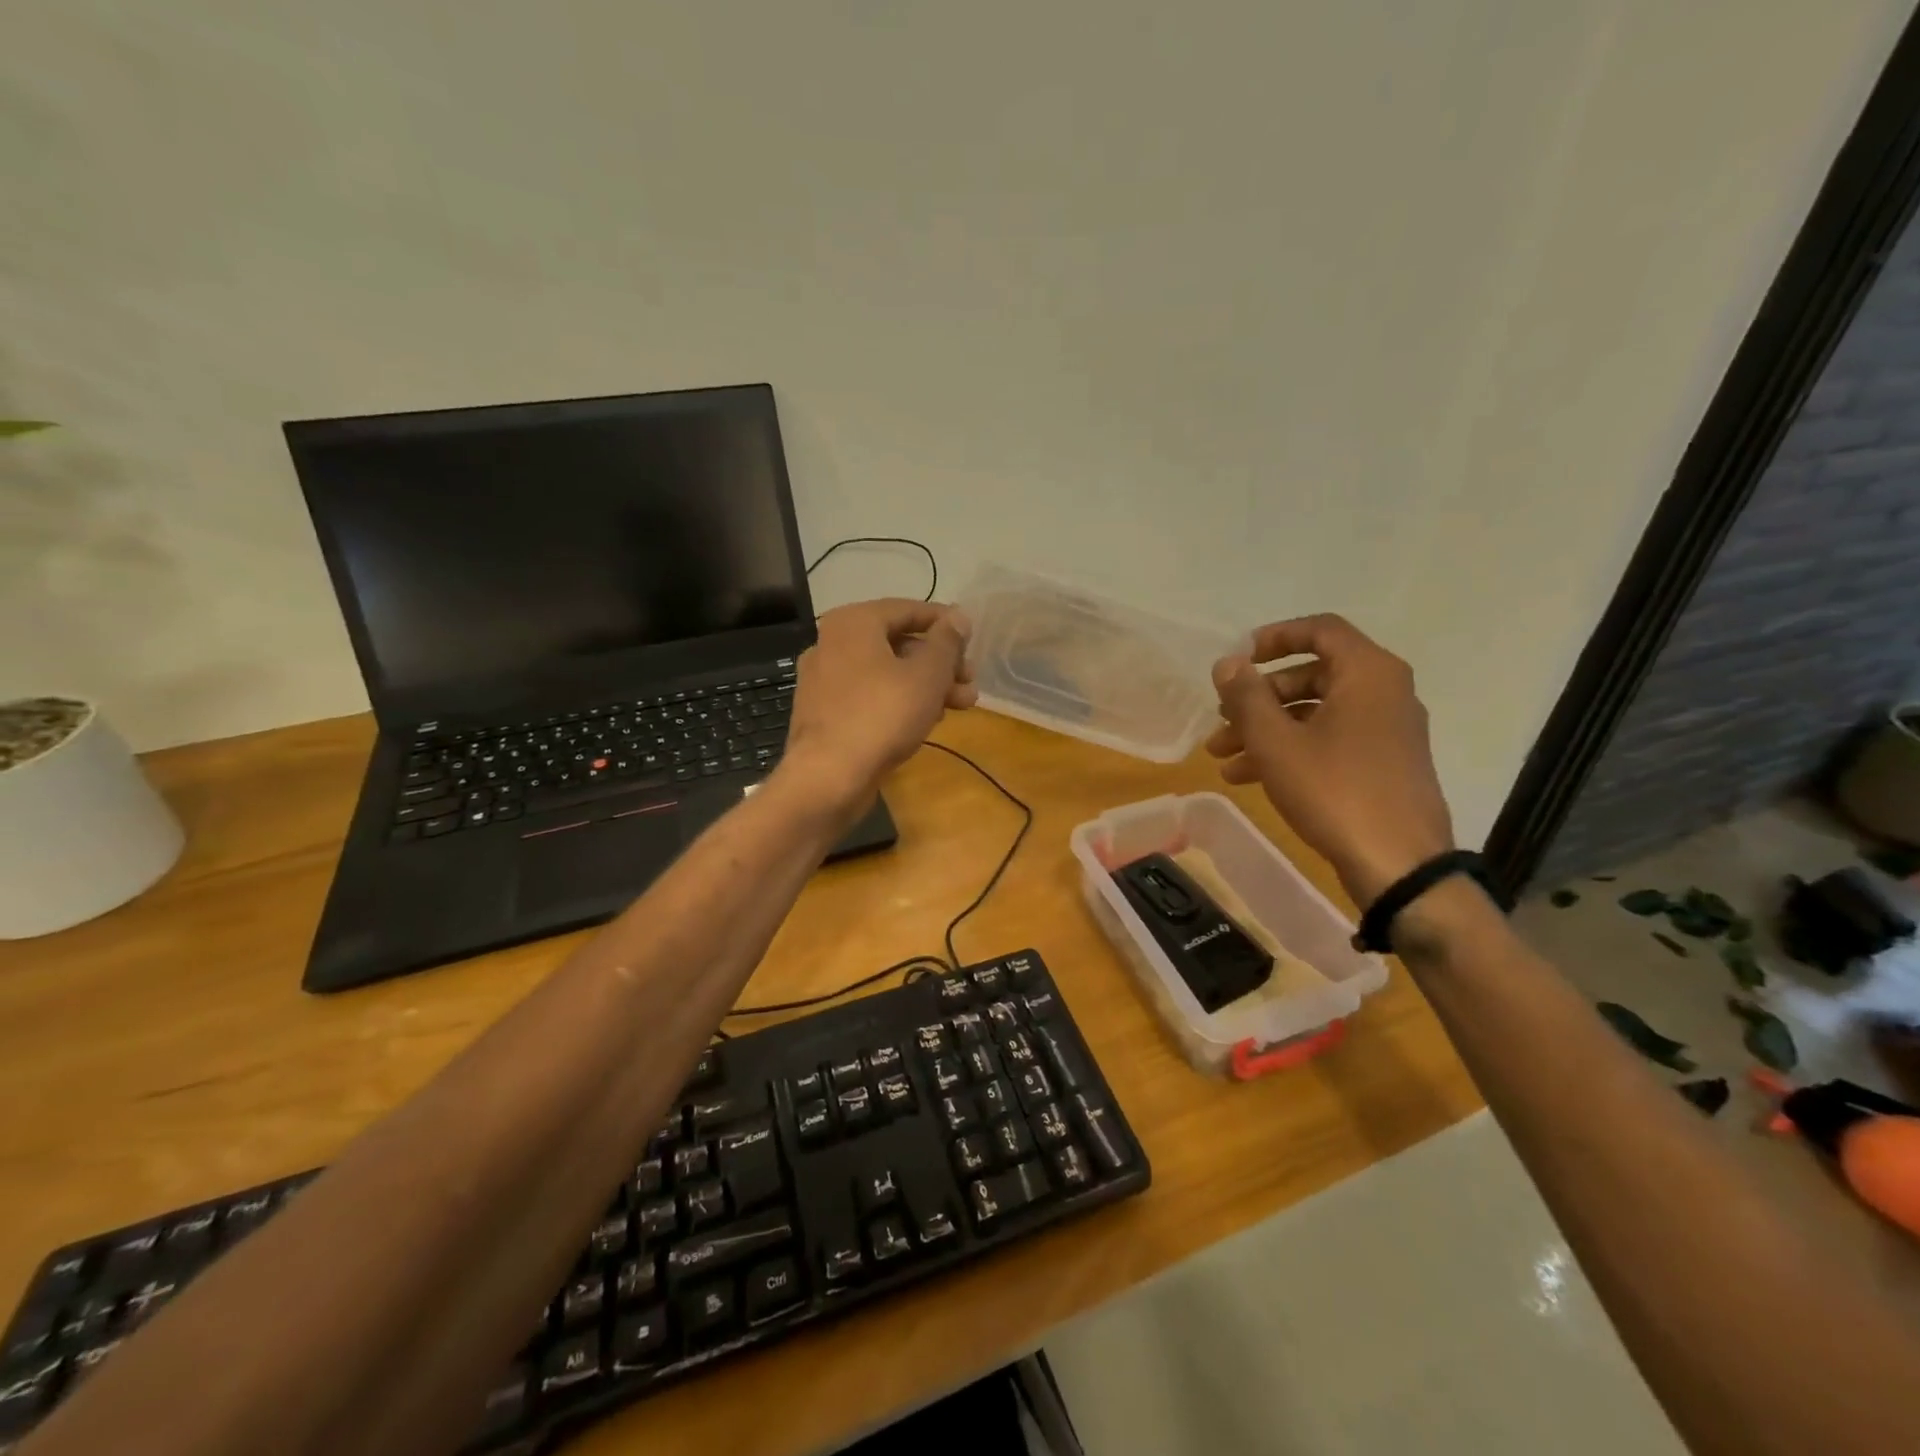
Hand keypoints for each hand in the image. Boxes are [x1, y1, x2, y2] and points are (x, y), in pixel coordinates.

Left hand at [780, 599, 976, 808]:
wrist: (828, 777)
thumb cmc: (882, 715)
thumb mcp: (927, 675)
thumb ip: (947, 642)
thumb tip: (958, 616)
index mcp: (853, 622)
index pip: (908, 609)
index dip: (945, 623)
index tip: (972, 640)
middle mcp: (832, 643)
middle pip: (898, 643)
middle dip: (940, 662)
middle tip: (970, 681)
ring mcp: (824, 679)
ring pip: (886, 672)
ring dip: (926, 685)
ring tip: (962, 706)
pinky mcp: (825, 712)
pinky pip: (870, 695)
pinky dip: (899, 701)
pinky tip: (927, 721)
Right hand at [1207, 614, 1453, 907]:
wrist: (1399, 864)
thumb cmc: (1334, 789)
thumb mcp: (1276, 741)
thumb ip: (1247, 696)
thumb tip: (1228, 663)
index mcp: (1368, 673)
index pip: (1320, 630)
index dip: (1274, 638)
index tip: (1239, 660)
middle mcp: (1384, 693)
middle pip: (1312, 676)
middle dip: (1258, 698)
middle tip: (1221, 719)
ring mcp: (1386, 731)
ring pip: (1315, 714)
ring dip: (1266, 730)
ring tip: (1221, 756)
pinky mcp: (1382, 764)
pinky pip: (1329, 741)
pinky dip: (1290, 750)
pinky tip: (1248, 777)